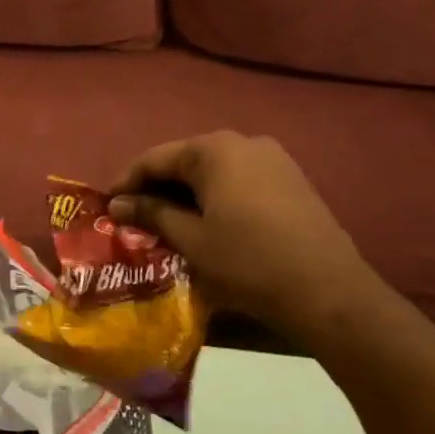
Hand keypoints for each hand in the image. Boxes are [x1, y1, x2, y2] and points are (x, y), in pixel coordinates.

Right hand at [109, 131, 377, 333]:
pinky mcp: (290, 180)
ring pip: (212, 171)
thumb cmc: (247, 262)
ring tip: (164, 222)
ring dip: (184, 193)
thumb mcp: (190, 239)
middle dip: (155, 187)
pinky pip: (237, 180)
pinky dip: (213, 197)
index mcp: (214, 150)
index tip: (106, 205)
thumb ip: (151, 213)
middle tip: (132, 216)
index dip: (126, 182)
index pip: (155, 158)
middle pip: (184, 160)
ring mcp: (273, 159)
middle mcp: (243, 142)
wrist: (327, 291)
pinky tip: (204, 222)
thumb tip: (118, 203)